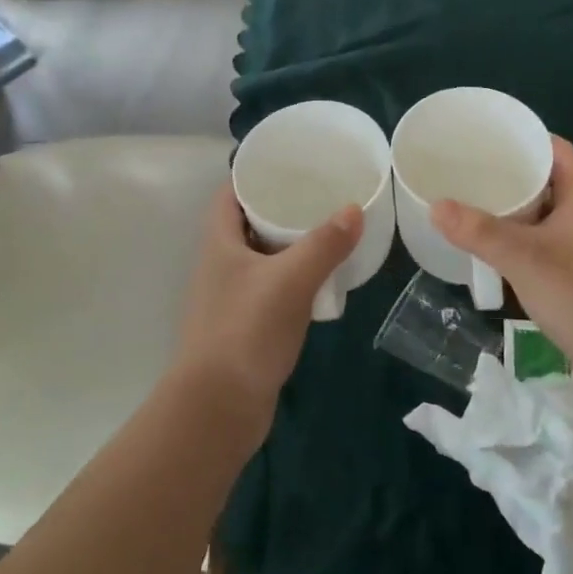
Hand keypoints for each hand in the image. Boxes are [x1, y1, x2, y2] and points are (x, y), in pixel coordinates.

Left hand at [172, 183, 360, 431]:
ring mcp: (230, 297)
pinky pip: (270, 289)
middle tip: (319, 194)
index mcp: (219, 243)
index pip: (231, 193)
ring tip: (327, 230)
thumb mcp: (291, 280)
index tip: (290, 164)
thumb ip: (324, 244)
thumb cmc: (246, 331)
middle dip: (281, 208)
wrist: (218, 408)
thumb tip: (354, 209)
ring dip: (289, 245)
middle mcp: (220, 264)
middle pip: (249, 223)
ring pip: (262, 258)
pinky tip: (320, 281)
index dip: (255, 175)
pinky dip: (292, 279)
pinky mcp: (244, 326)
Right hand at [433, 137, 572, 375]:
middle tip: (467, 170)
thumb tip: (435, 206)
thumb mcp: (527, 258)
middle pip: (545, 183)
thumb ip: (480, 232)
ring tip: (468, 204)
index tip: (488, 135)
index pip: (557, 150)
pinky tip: (488, 252)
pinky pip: (538, 249)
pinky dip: (514, 244)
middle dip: (509, 174)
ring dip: (510, 212)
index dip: (527, 138)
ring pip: (540, 219)